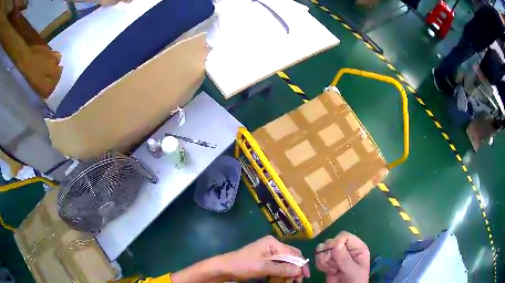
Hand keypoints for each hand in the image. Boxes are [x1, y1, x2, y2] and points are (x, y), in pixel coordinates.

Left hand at [223, 235, 309, 281]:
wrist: (224, 268)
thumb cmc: (243, 265)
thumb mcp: (263, 267)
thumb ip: (283, 268)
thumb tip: (300, 270)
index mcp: (273, 243)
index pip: (293, 253)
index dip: (300, 265)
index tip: (304, 276)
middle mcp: (272, 246)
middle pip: (290, 257)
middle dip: (295, 269)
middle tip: (297, 281)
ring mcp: (268, 253)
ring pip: (285, 263)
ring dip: (288, 272)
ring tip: (290, 282)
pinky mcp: (264, 261)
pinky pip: (277, 266)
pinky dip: (281, 273)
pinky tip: (282, 280)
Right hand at [315, 231, 369, 282]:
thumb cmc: (354, 281)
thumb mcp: (352, 271)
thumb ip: (344, 259)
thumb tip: (335, 243)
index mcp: (357, 248)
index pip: (344, 236)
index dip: (336, 243)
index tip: (332, 254)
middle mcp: (347, 249)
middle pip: (332, 242)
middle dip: (328, 254)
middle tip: (333, 266)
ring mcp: (337, 256)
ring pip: (323, 249)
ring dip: (323, 260)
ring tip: (330, 270)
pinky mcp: (329, 263)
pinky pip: (319, 257)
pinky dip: (320, 264)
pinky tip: (326, 271)